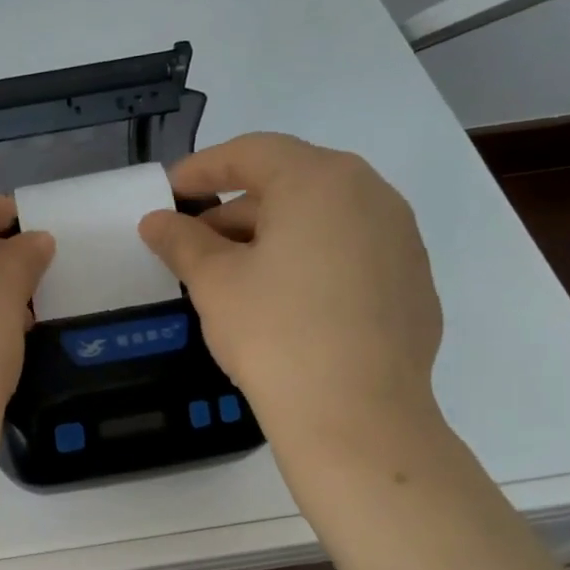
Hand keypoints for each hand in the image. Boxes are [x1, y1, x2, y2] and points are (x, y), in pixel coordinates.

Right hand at [137, 134, 443, 445]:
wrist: (357, 416)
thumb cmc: (275, 333)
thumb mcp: (214, 283)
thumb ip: (182, 241)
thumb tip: (156, 221)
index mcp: (320, 181)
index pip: (252, 153)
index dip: (203, 168)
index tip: (170, 190)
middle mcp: (371, 195)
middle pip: (291, 182)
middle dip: (236, 206)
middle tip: (196, 240)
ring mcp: (401, 239)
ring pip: (324, 218)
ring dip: (274, 233)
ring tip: (236, 272)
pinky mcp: (413, 282)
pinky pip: (351, 252)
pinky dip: (312, 260)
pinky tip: (287, 302)